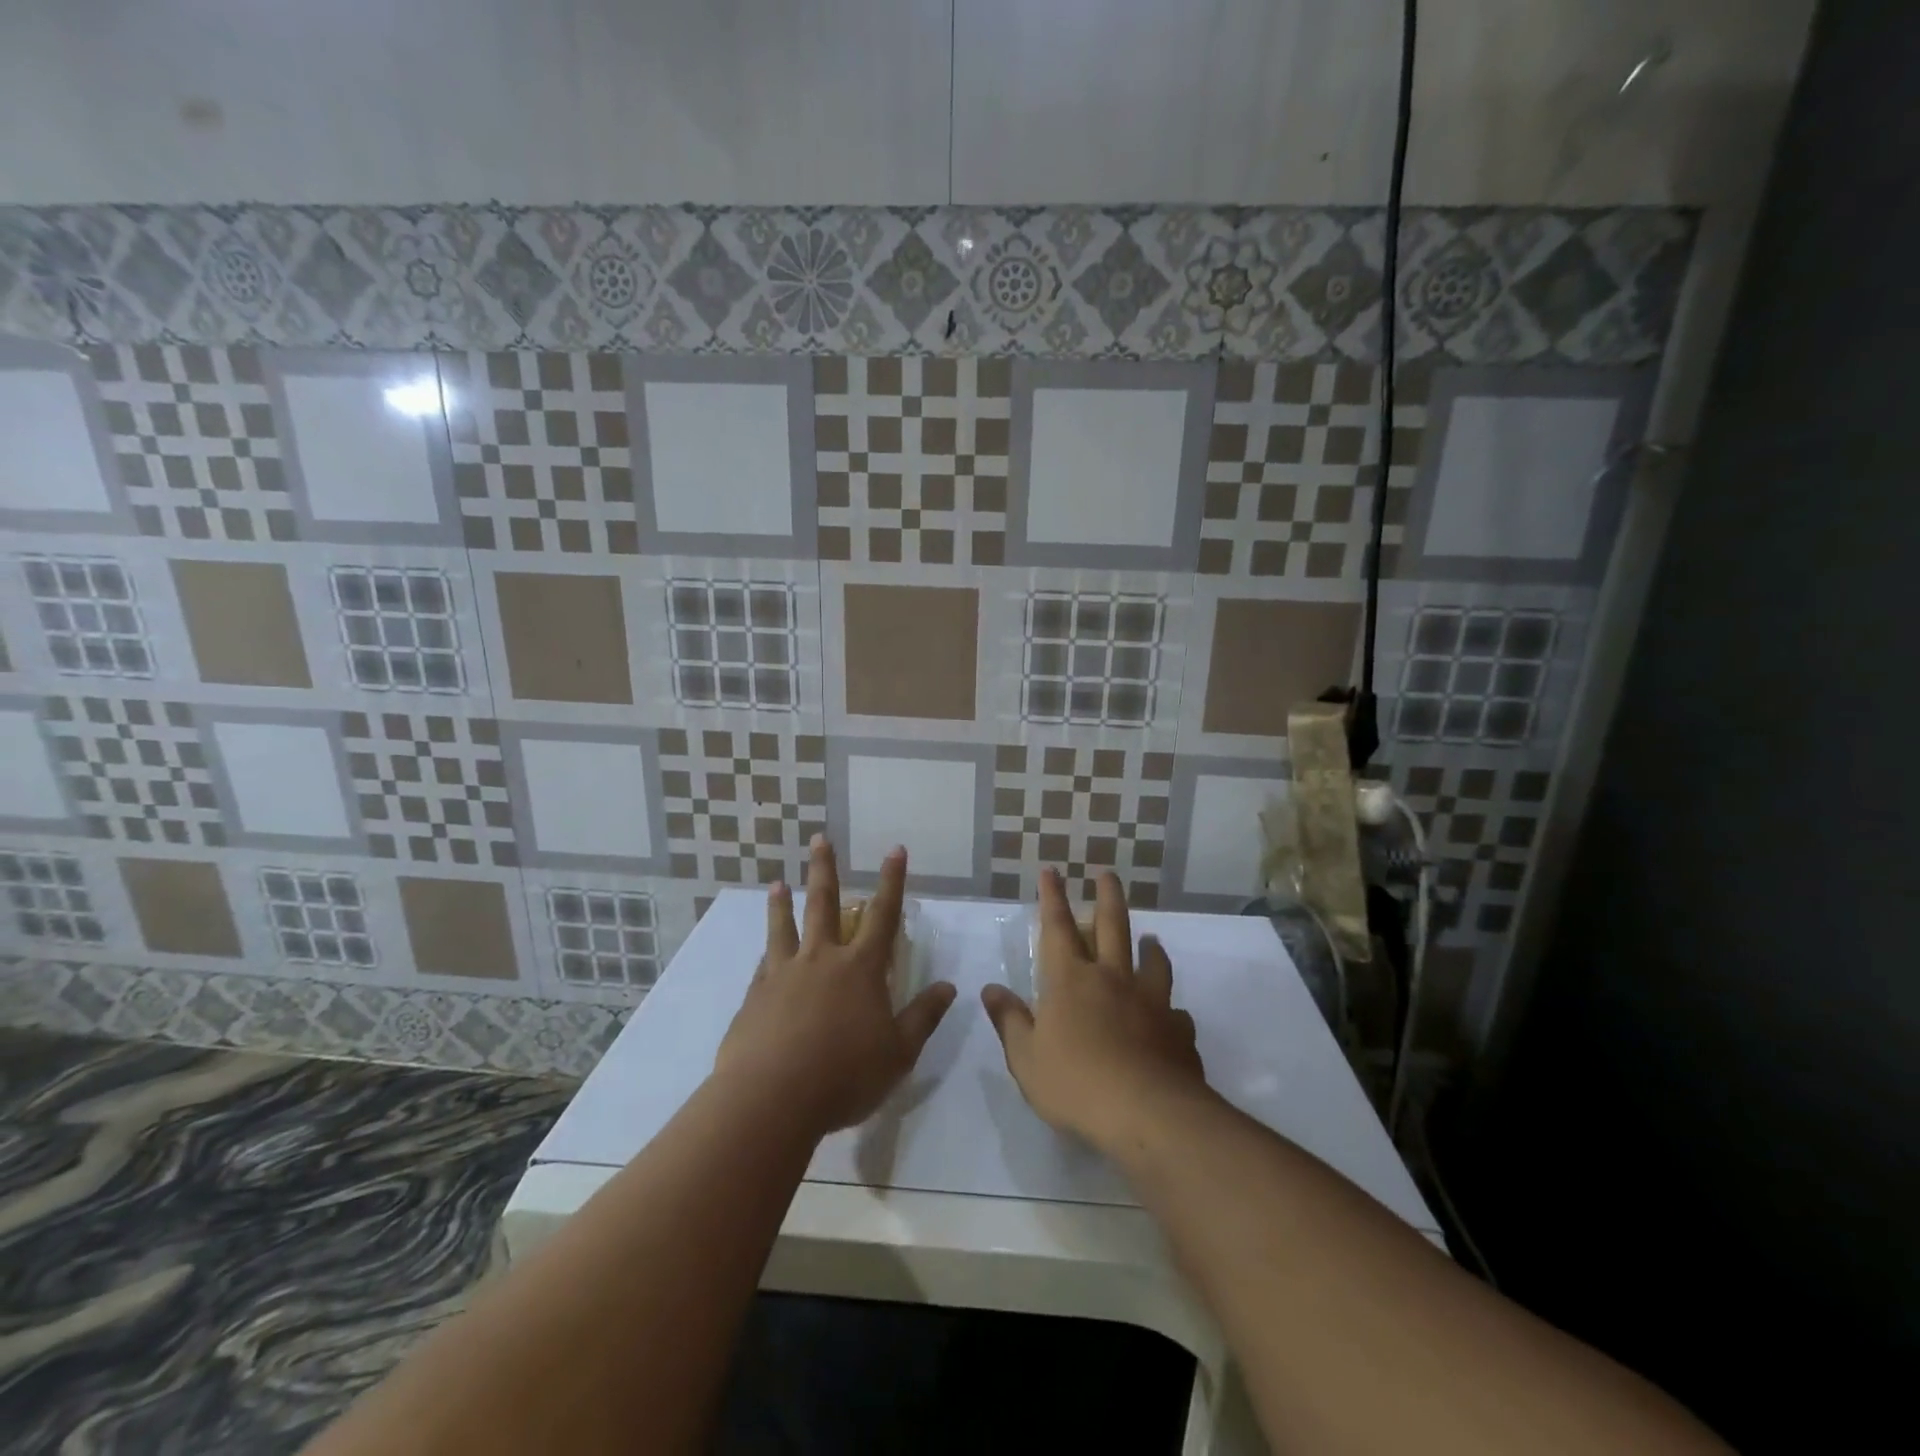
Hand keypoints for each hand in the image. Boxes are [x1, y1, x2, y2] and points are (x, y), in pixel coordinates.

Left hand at [716, 836, 956, 1137]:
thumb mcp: (898, 1053)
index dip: (892, 882)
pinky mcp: (754, 997)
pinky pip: (763, 965)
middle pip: (823, 905)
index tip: (894, 850)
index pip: (883, 916)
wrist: (771, 1099)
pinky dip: (766, 953)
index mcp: (860, 969)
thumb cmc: (844, 1076)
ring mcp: (783, 975)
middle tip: (819, 839)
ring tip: (777, 884)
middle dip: (825, 870)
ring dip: (782, 904)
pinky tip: (762, 954)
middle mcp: (821, 960)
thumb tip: (949, 987)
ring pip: (784, 928)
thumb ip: (923, 1017)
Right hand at [982, 869, 1208, 1154]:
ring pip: (1152, 961)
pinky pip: (1176, 1013)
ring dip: (1150, 946)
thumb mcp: (1026, 1058)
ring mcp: (1151, 1002)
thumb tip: (992, 989)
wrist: (1147, 1113)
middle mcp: (1112, 979)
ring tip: (1151, 940)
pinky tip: (1172, 1017)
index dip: (1052, 897)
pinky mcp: (1177, 1030)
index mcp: (1070, 980)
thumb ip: (1010, 1020)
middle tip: (1108, 874)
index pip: (1056, 927)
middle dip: (1107, 896)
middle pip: (1112, 926)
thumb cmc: (1075, 1083)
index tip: (1052, 870)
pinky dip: (1171, 1010)